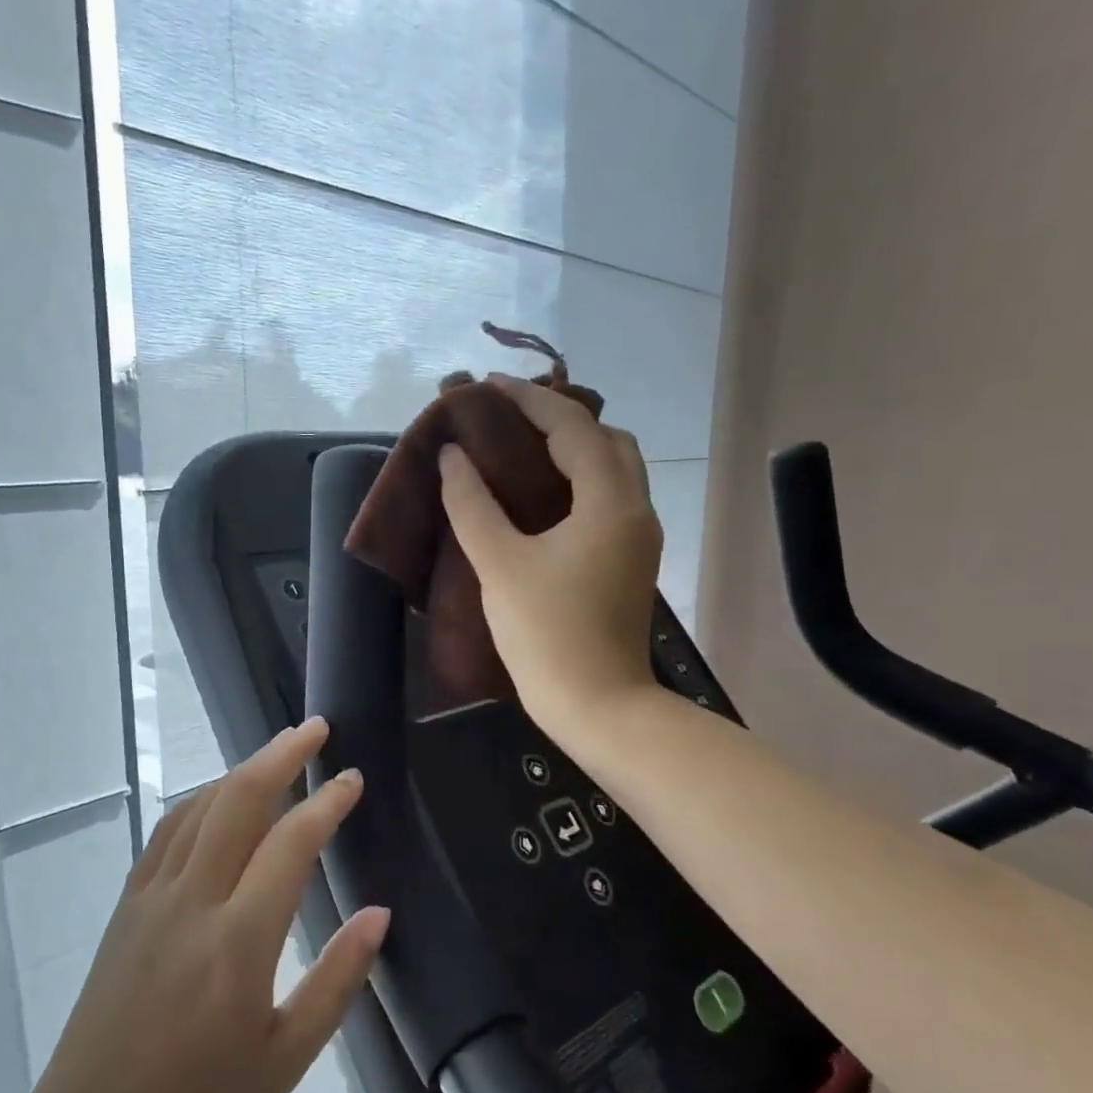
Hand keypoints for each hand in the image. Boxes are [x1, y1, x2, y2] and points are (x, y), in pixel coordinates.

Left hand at [16, 718, 389, 1092]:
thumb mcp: (286, 1060)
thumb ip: (337, 980)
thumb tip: (378, 914)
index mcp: (238, 942)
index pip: (291, 844)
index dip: (326, 802)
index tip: (352, 779)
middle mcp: (193, 901)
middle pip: (239, 800)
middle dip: (281, 754)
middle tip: (315, 728)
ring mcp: (151, 896)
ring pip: (200, 807)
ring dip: (241, 770)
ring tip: (276, 753)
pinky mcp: (127, 904)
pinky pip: (167, 831)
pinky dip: (201, 800)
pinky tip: (218, 799)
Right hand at [439, 372, 662, 741]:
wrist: (598, 706)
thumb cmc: (547, 634)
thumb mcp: (500, 565)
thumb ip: (473, 504)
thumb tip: (454, 456)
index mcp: (609, 502)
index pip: (573, 427)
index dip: (529, 400)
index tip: (489, 386)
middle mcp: (634, 509)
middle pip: (606, 440)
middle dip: (560, 418)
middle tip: (509, 418)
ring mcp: (637, 538)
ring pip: (614, 470)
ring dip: (574, 448)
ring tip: (523, 449)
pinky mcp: (629, 562)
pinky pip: (608, 498)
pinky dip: (579, 480)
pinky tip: (542, 495)